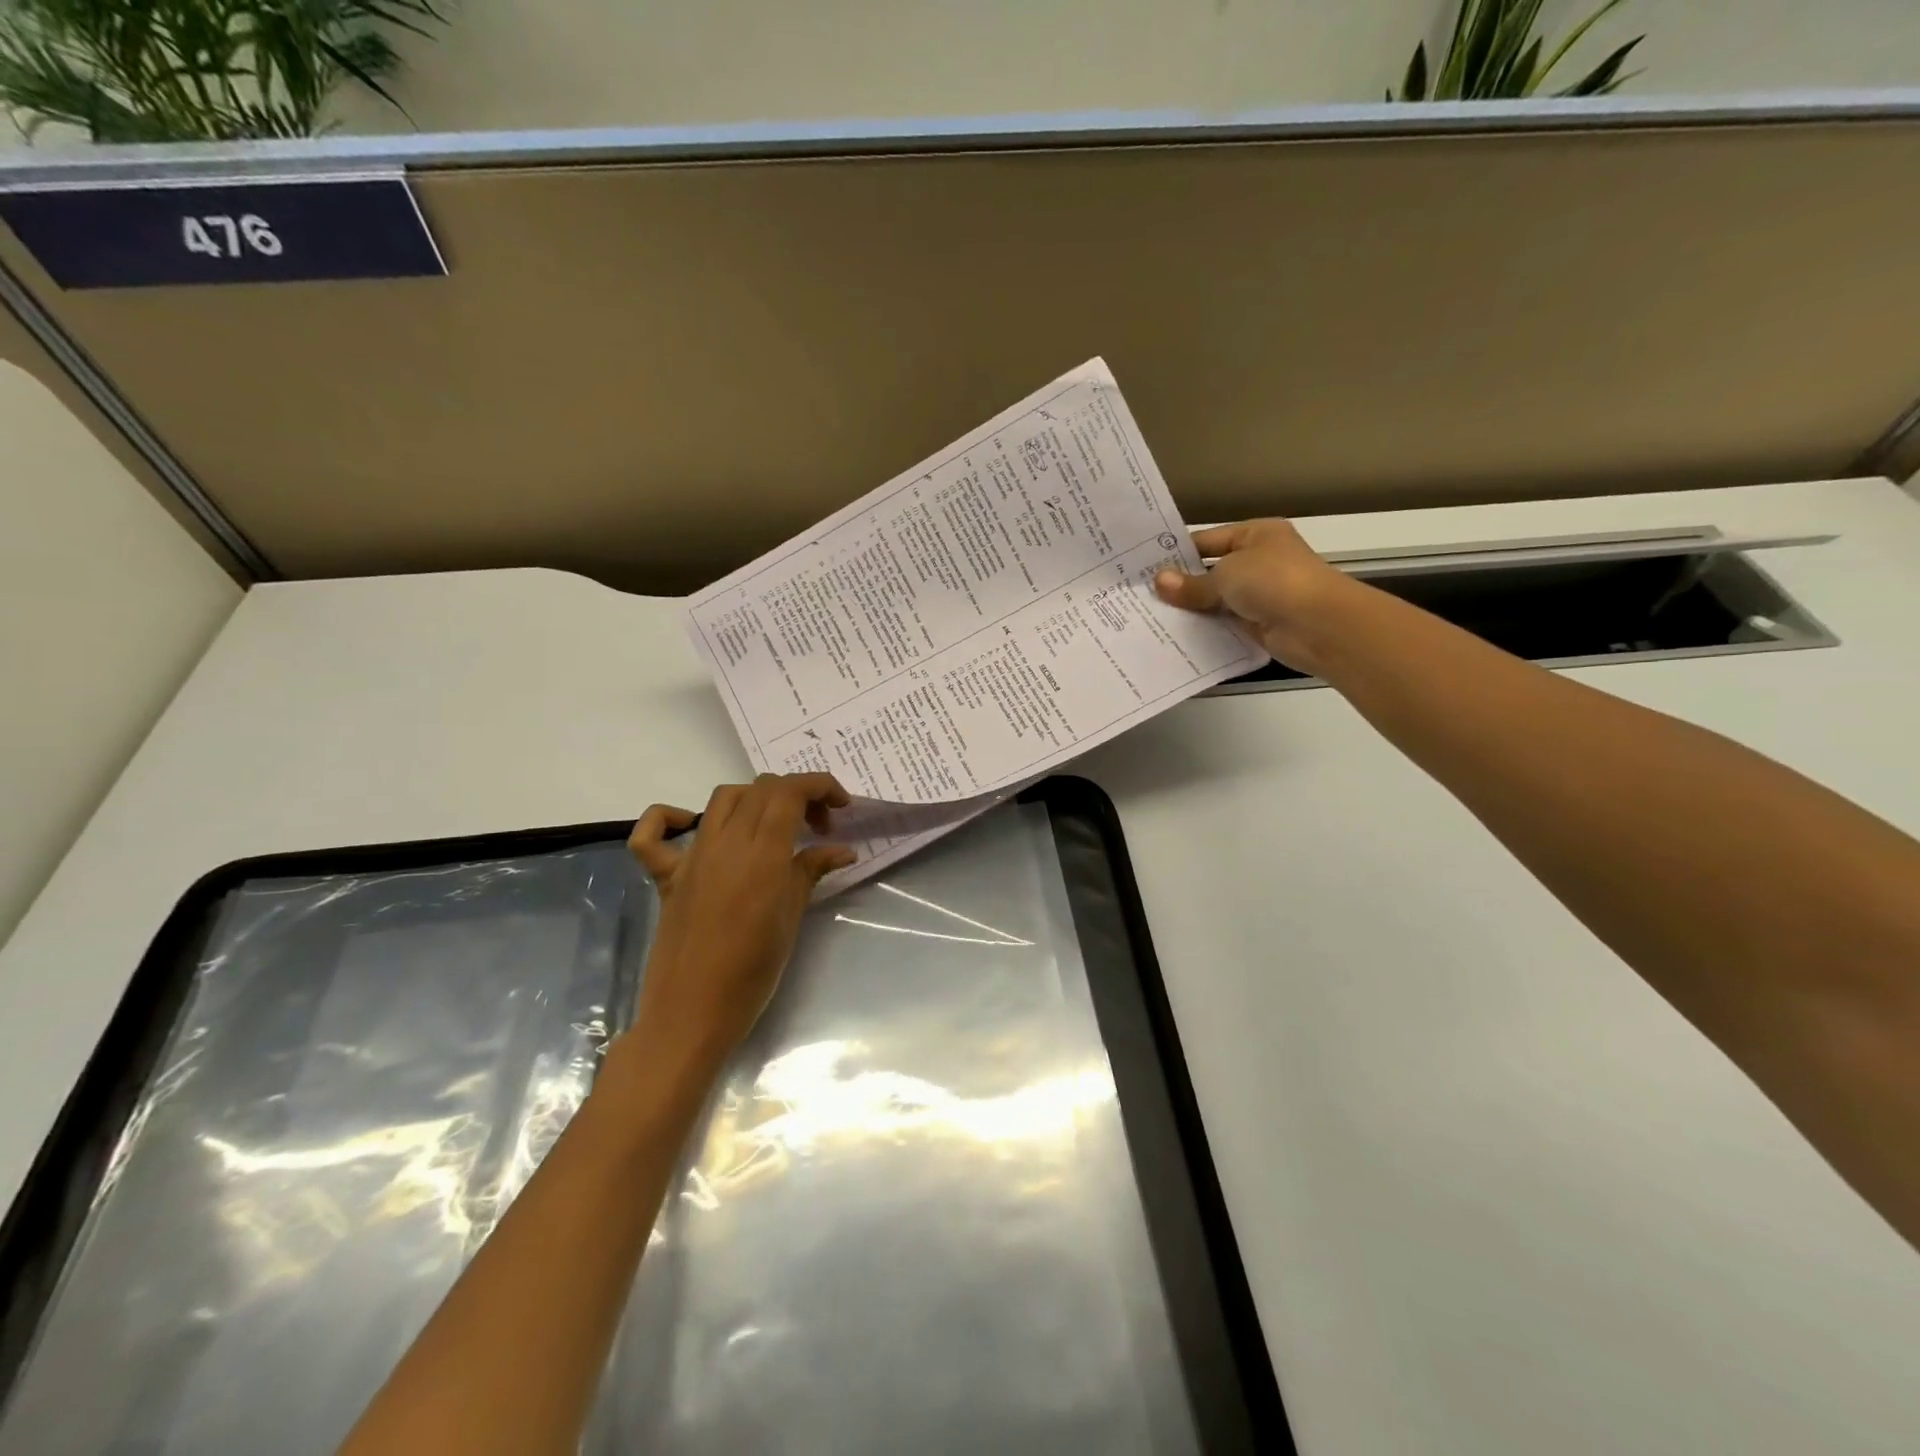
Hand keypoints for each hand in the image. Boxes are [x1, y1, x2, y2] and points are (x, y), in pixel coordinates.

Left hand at [626, 774, 855, 1073]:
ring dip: (754, 799)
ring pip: (722, 798)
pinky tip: (689, 827)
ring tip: (774, 827)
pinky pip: (652, 836)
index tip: (841, 806)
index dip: (820, 785)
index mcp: (762, 854)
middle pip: (762, 789)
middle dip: (797, 794)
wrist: (692, 1014)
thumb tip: (842, 850)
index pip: (790, 792)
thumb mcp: (792, 919)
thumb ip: (811, 872)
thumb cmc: (752, 973)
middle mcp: (725, 844)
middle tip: (818, 826)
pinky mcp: (666, 877)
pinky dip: (667, 819)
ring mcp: (691, 858)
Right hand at [1153, 518, 1356, 674]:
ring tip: (1150, 617)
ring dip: (1192, 609)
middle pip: (1211, 571)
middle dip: (1181, 584)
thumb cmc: (1274, 582)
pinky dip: (1206, 629)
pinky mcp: (1260, 623)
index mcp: (1256, 534)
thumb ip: (1191, 583)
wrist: (1318, 624)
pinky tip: (1177, 635)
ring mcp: (1261, 593)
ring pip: (1217, 600)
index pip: (1207, 541)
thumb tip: (1158, 582)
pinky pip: (1225, 624)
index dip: (1177, 554)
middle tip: (1140, 595)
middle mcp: (1259, 560)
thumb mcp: (1226, 575)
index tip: (1144, 568)